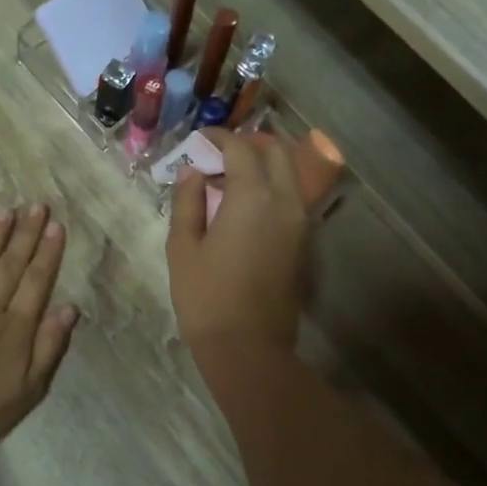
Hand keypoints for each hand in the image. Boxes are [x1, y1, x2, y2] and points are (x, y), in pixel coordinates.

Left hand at [0, 205, 79, 450]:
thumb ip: (49, 345)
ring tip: (6, 212)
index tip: (56, 225)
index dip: (48, 252)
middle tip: (36, 205)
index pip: (36, 280)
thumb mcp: (30, 388)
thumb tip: (69, 308)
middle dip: (26, 233)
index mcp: (17, 326)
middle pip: (11, 264)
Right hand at [166, 129, 306, 356]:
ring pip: (289, 174)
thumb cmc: (206, 297)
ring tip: (229, 180)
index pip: (241, 147)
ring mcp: (300, 223)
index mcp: (253, 196)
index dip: (218, 137)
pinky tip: (244, 207)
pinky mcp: (303, 243)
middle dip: (248, 145)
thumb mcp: (183, 247)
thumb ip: (187, 201)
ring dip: (263, 166)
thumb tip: (193, 172)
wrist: (248, 348)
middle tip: (218, 156)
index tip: (199, 140)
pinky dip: (272, 189)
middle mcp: (285, 201)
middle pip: (276, 152)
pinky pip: (291, 199)